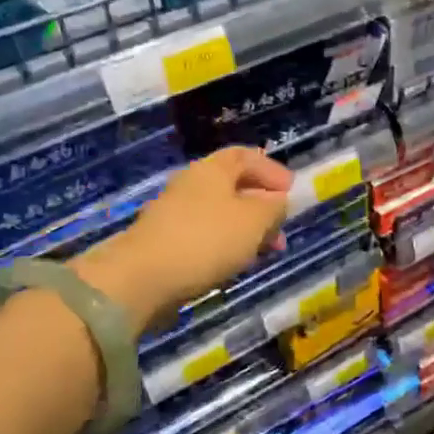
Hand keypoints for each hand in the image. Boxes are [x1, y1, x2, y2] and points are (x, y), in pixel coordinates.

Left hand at [76, 147, 292, 332]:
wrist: (142, 277)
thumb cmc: (207, 239)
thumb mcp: (254, 220)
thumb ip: (273, 207)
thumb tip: (277, 201)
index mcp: (213, 169)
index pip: (246, 156)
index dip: (271, 170)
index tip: (291, 191)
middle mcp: (192, 184)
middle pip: (233, 186)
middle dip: (262, 205)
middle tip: (281, 228)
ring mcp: (175, 213)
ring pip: (220, 214)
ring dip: (246, 229)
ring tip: (264, 252)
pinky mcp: (165, 241)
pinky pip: (204, 235)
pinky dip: (225, 245)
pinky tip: (234, 265)